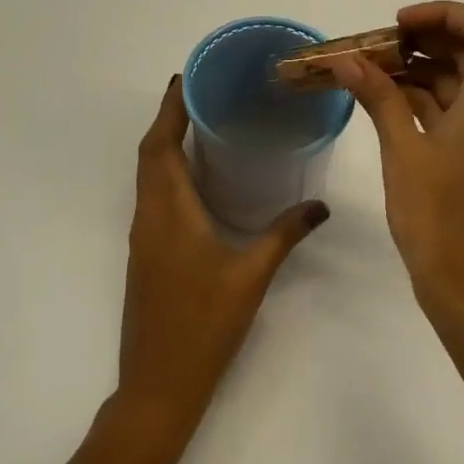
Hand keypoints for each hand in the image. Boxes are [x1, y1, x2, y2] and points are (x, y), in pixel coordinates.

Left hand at [116, 75, 328, 440]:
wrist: (158, 385)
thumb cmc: (204, 325)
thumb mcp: (251, 276)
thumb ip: (285, 234)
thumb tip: (320, 205)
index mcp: (169, 212)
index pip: (160, 146)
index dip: (169, 109)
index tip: (185, 78)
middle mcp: (149, 216)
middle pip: (149, 154)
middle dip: (168, 119)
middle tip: (199, 92)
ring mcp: (143, 237)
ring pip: (147, 176)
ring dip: (164, 144)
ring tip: (199, 123)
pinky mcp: (146, 254)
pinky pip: (152, 196)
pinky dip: (166, 172)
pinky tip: (195, 178)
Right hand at [331, 2, 463, 331]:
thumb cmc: (437, 217)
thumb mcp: (402, 151)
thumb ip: (378, 96)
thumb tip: (347, 60)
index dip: (443, 13)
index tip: (398, 25)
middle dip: (424, 40)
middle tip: (376, 45)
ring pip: (463, 83)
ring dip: (421, 70)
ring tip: (373, 70)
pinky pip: (460, 111)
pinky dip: (428, 100)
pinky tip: (389, 100)